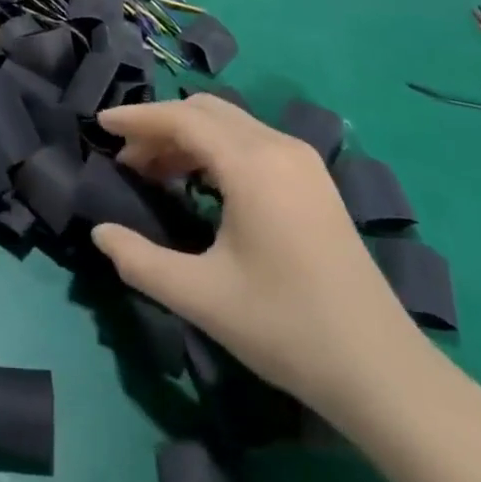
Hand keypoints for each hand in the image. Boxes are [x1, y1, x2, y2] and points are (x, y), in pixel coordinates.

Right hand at [91, 95, 430, 428]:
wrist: (380, 370)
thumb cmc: (285, 327)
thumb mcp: (201, 297)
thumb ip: (140, 261)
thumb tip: (100, 233)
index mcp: (253, 165)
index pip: (183, 118)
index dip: (138, 118)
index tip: (101, 125)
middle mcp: (279, 147)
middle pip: (207, 111)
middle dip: (160, 126)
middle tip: (126, 161)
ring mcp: (303, 162)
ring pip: (231, 125)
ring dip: (188, 138)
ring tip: (153, 173)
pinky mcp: (314, 181)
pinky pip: (252, 143)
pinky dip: (216, 150)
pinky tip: (200, 185)